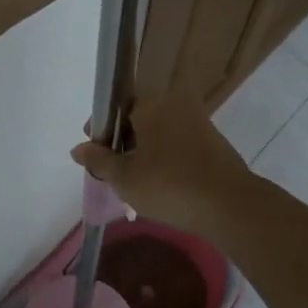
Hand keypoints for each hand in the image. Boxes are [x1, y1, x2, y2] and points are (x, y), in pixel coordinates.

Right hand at [71, 90, 254, 234]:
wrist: (229, 205)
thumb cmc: (168, 185)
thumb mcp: (123, 177)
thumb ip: (98, 160)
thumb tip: (78, 148)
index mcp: (151, 102)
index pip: (116, 108)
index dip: (101, 131)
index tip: (95, 156)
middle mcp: (176, 103)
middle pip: (138, 119)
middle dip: (123, 143)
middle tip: (114, 173)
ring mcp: (198, 121)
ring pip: (159, 132)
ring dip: (145, 152)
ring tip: (137, 183)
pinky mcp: (213, 142)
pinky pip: (179, 144)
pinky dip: (166, 159)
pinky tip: (163, 184)